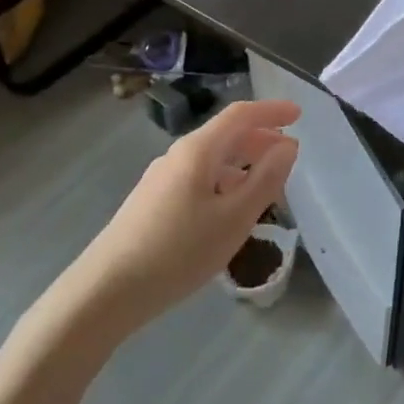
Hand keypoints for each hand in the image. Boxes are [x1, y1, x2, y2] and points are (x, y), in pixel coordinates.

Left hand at [71, 98, 300, 329]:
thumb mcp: (234, 219)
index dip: (272, 111)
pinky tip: (229, 213)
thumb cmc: (177, 252)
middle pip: (225, 135)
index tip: (299, 115)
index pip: (241, 115)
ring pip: (212, 159)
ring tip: (266, 189)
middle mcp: (178, 155)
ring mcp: (161, 179)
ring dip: (243, 164)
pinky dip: (224, 182)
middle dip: (260, 139)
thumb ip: (265, 179)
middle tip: (289, 156)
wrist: (104, 292)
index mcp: (198, 150)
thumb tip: (288, 146)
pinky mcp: (151, 203)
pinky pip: (198, 178)